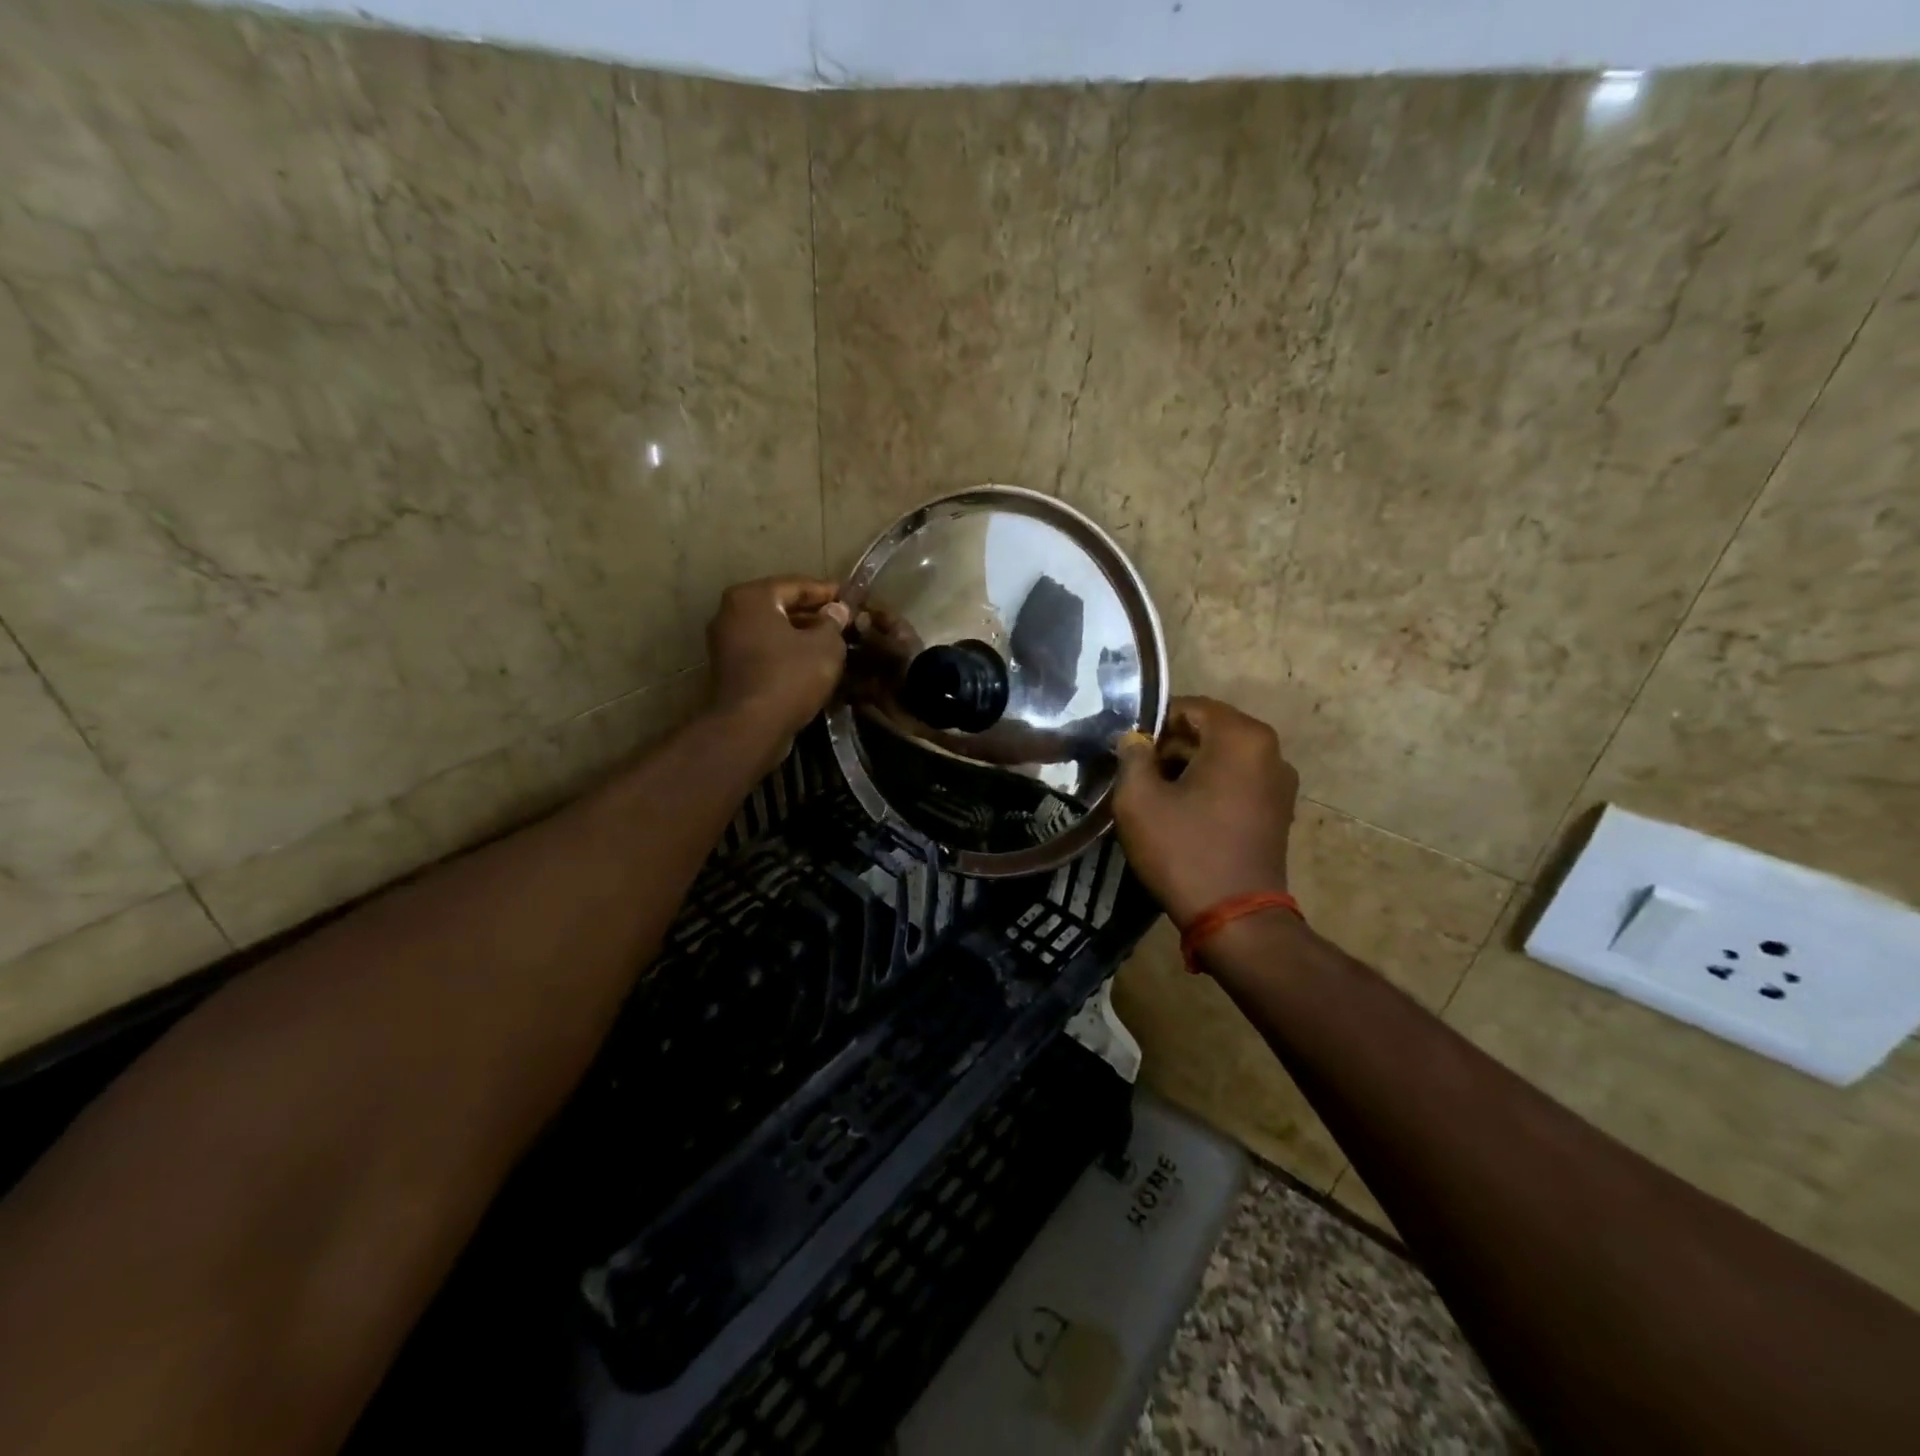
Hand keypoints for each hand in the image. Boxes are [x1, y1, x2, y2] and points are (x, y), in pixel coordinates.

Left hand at [706, 576, 850, 757]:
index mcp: (752, 597)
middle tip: (845, 621)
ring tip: (833, 642)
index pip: (797, 585)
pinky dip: (786, 651)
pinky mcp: (728, 668)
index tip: (852, 598)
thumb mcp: (825, 646)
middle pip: (781, 606)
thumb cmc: (790, 676)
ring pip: (772, 629)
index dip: (829, 592)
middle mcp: (731, 612)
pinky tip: (811, 662)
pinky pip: (764, 650)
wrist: (750, 727)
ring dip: (801, 634)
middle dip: (814, 613)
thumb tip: (836, 610)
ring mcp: (725, 641)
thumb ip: (833, 622)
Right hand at [1112, 696, 1298, 927]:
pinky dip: (1210, 785)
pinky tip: (1183, 812)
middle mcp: (1269, 750)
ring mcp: (1280, 782)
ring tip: (1155, 794)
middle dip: (1170, 745)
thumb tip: (1134, 739)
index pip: (1189, 707)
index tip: (1127, 749)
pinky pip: (1237, 780)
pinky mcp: (1279, 810)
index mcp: (1241, 737)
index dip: (1153, 723)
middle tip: (1136, 772)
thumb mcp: (1139, 800)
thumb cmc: (1184, 851)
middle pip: (1209, 730)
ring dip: (1188, 766)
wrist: (1235, 918)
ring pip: (1223, 756)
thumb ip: (1132, 756)